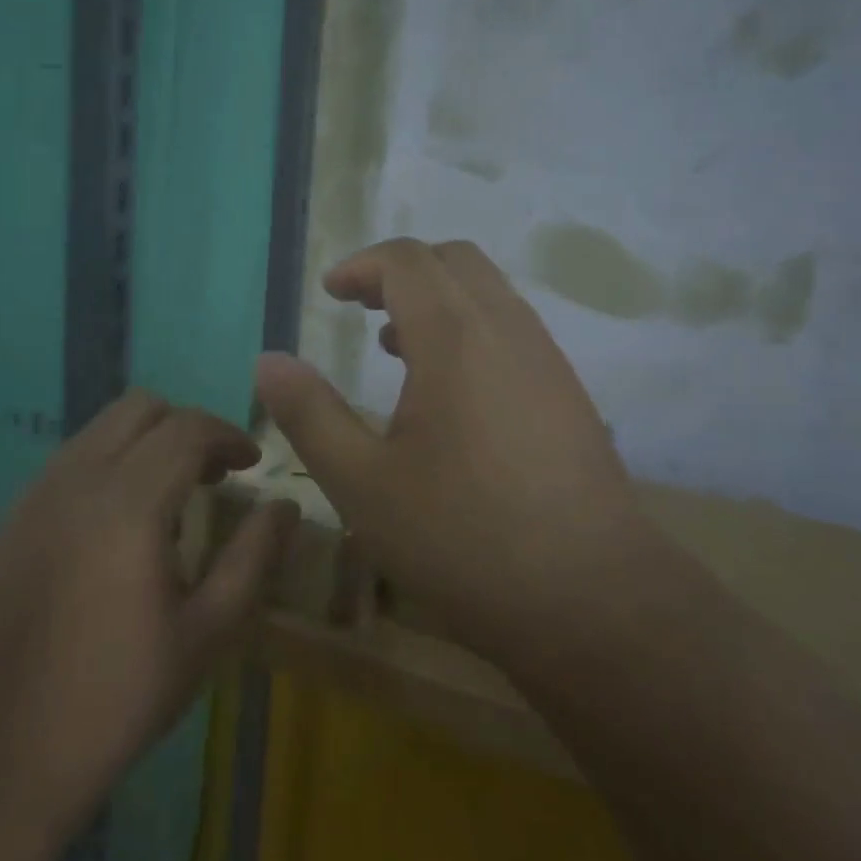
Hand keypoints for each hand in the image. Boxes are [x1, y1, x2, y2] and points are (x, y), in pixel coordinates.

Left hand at [0, 391, 299, 840]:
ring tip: (169, 494)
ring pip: (102, 425)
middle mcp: (79, 479)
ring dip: (146, 440)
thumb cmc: (120, 693)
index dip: (228, 435)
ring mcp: (39, 492)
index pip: (187, 428)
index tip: (251, 465)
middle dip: (186, 427)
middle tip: (212, 475)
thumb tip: (285, 506)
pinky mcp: (15, 514)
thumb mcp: (207, 632)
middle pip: (141, 407)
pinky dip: (110, 460)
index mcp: (129, 504)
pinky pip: (73, 456)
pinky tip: (120, 519)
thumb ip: (253, 557)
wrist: (6, 746)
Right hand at [255, 238, 644, 665]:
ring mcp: (546, 359)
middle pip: (453, 260)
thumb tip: (268, 360)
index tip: (330, 293)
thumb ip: (310, 413)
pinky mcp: (568, 393)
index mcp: (455, 336)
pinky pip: (511, 328)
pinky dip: (469, 328)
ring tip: (394, 347)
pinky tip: (449, 392)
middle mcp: (507, 329)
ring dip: (437, 299)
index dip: (361, 265)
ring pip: (488, 292)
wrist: (593, 599)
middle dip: (400, 270)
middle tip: (361, 308)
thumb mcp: (362, 483)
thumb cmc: (463, 538)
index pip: (407, 260)